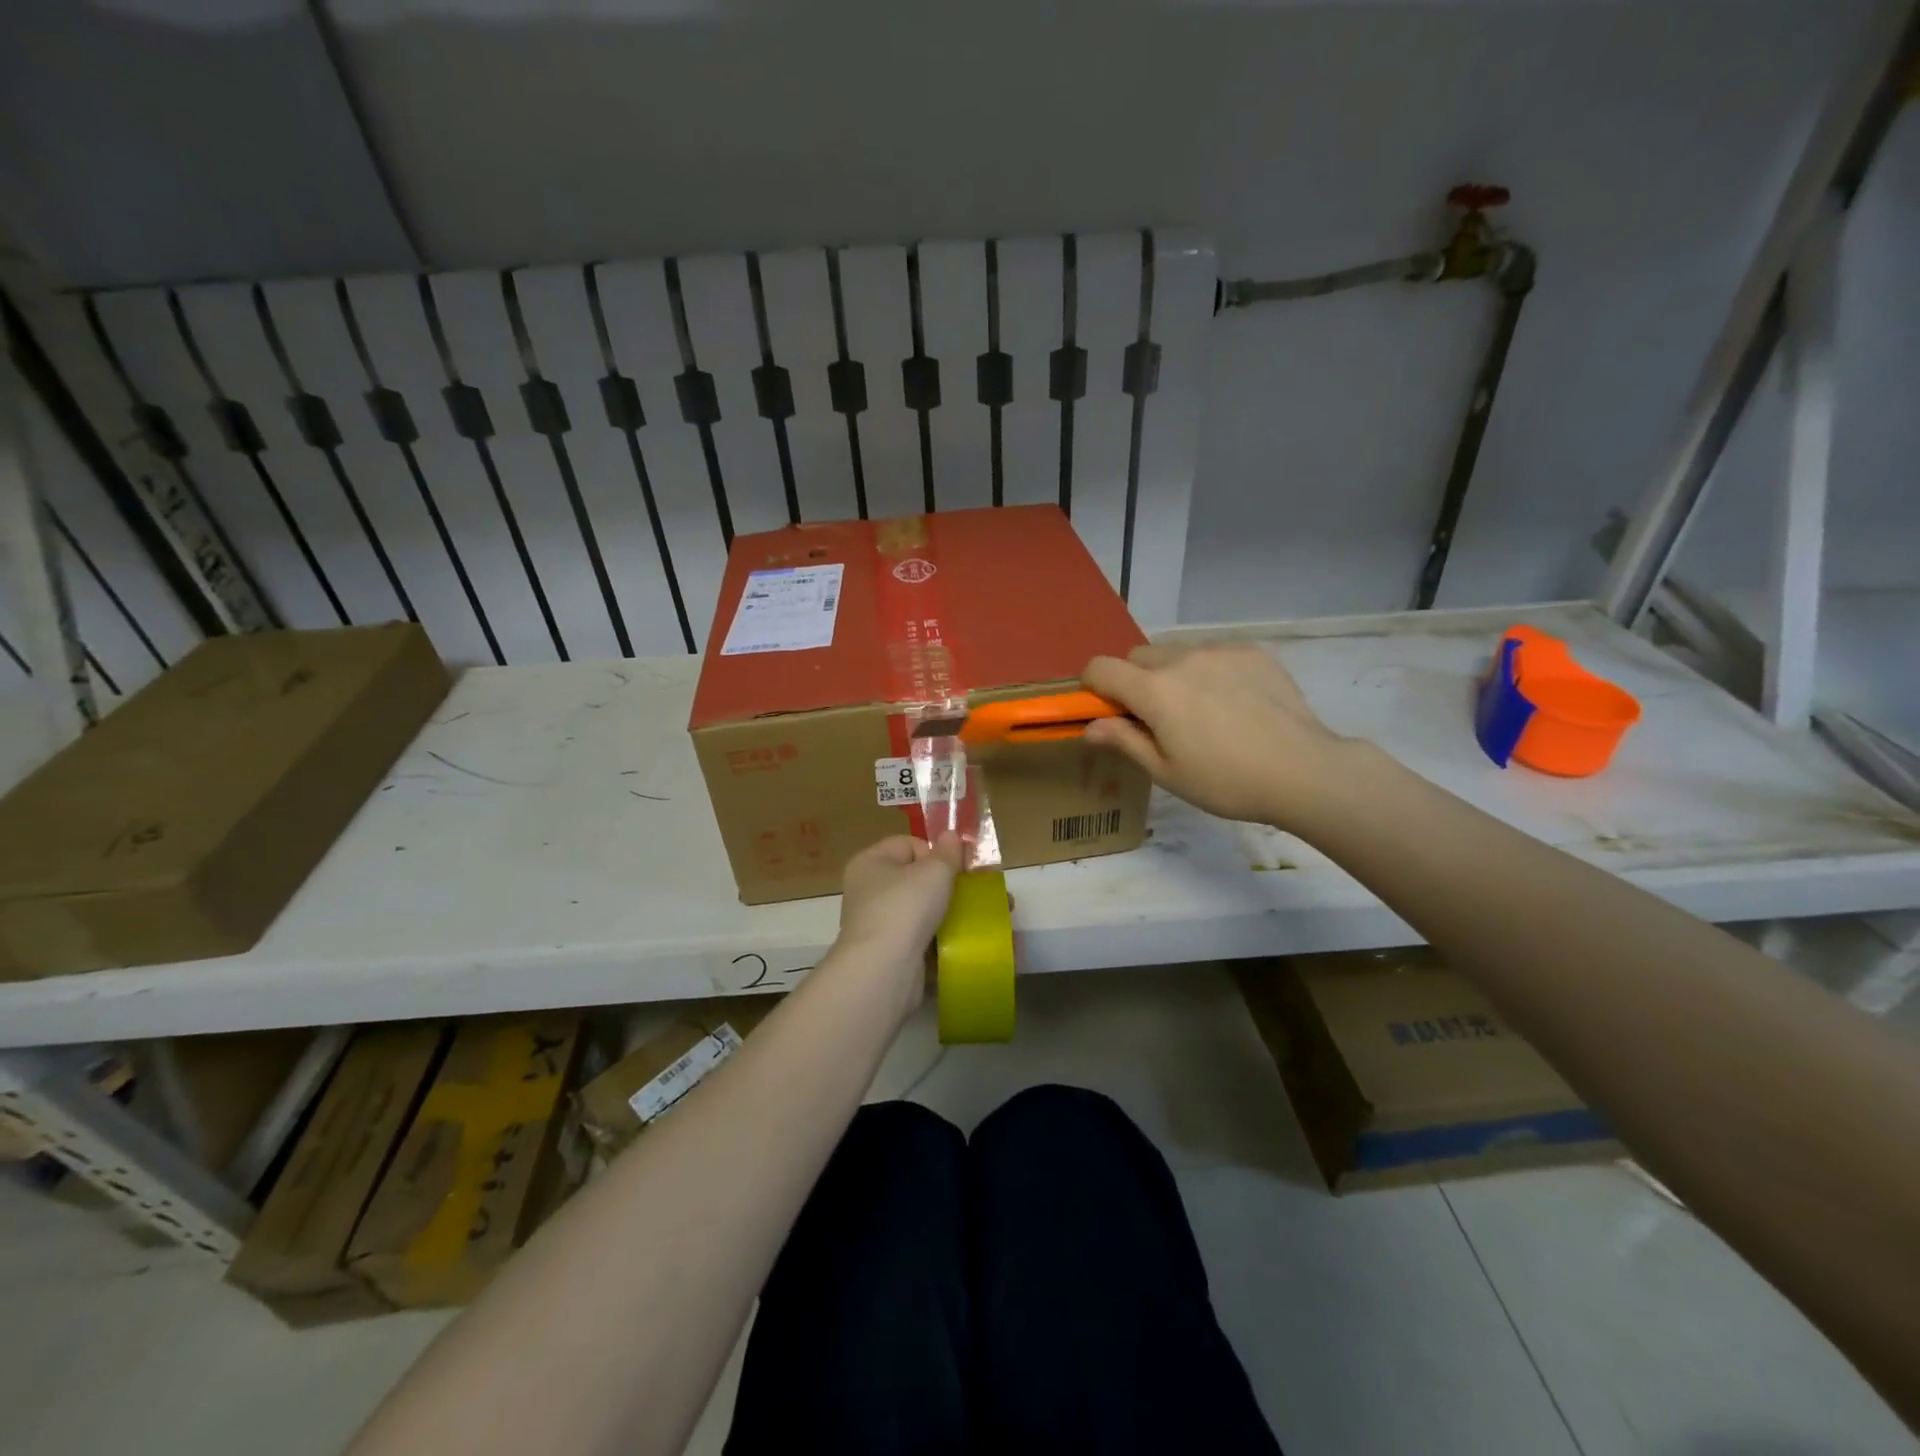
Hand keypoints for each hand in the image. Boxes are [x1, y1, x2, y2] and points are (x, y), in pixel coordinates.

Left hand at [836, 833, 963, 976]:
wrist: (884, 969)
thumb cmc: (906, 907)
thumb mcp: (934, 871)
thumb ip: (947, 852)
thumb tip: (950, 835)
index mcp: (870, 862)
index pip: (908, 844)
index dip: (935, 852)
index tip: (955, 868)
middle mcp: (868, 890)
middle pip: (916, 878)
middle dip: (948, 883)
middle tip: (976, 891)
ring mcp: (878, 923)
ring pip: (922, 910)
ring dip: (949, 911)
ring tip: (979, 916)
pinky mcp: (890, 952)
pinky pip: (921, 937)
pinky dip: (941, 938)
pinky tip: (964, 941)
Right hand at [1083, 644, 1355, 830]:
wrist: (1304, 770)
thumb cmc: (1226, 781)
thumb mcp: (1166, 772)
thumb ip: (1124, 741)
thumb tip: (1090, 726)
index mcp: (1154, 690)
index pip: (1101, 667)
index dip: (1093, 687)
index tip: (1106, 711)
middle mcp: (1182, 659)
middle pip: (1137, 656)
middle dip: (1134, 681)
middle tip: (1156, 719)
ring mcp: (1220, 651)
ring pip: (1176, 652)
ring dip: (1171, 674)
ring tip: (1200, 711)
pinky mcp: (1252, 652)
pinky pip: (1213, 653)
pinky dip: (1208, 671)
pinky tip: (1233, 704)